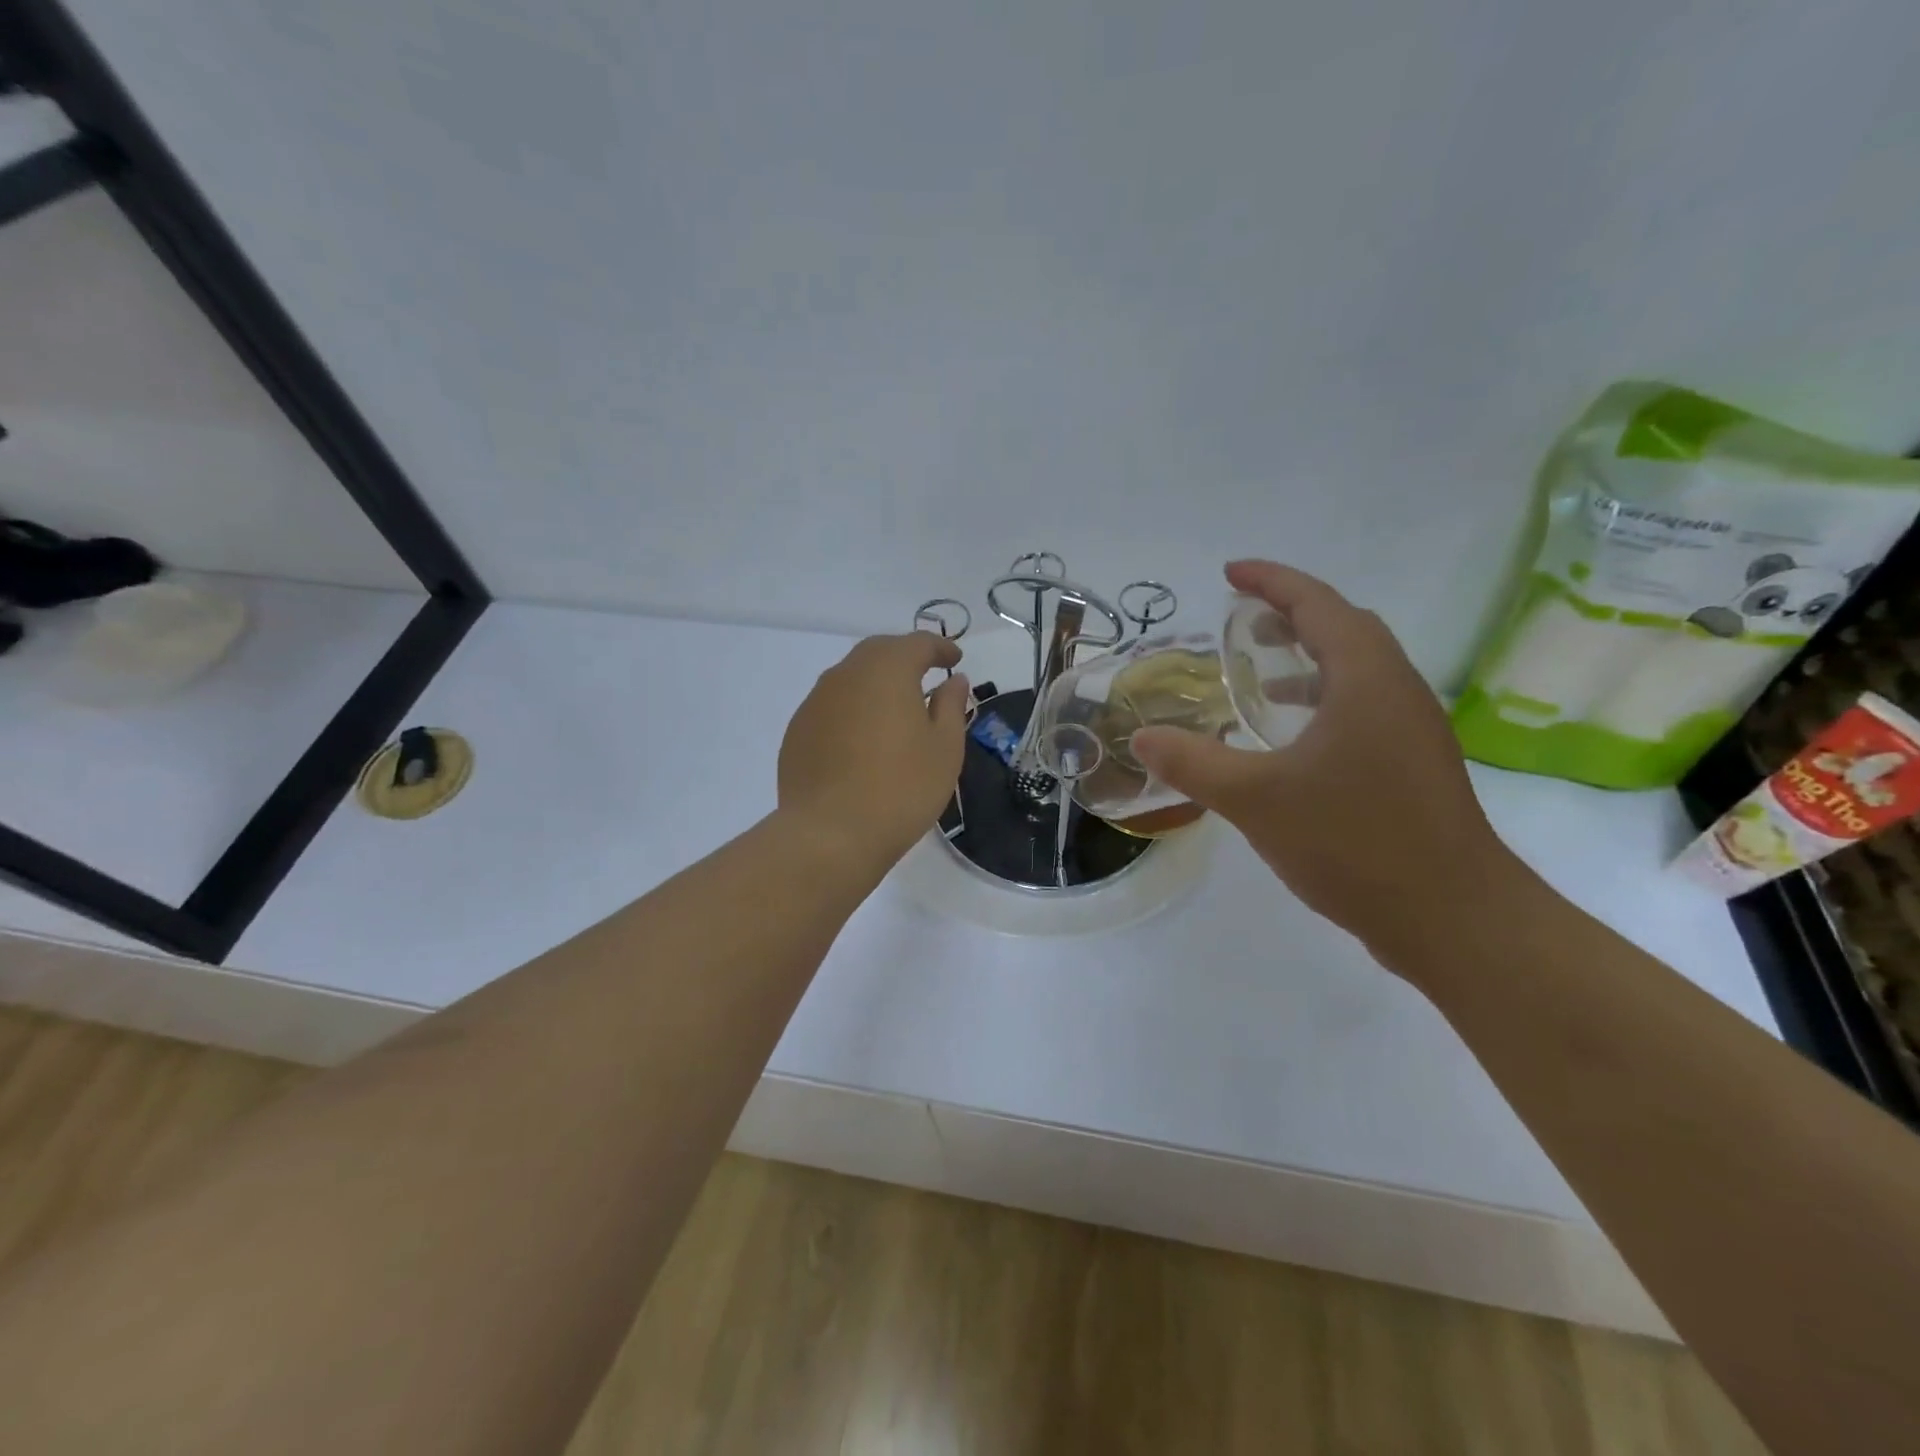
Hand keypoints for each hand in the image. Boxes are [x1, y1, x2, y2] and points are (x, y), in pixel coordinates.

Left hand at [778, 632, 970, 869]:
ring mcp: (815, 702)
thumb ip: (951, 706)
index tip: (955, 660)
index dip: (940, 648)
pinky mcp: (797, 731)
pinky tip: (862, 739)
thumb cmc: (902, 788)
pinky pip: (831, 707)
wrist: (831, 834)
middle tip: (926, 675)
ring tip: (894, 708)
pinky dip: (852, 710)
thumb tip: (953, 681)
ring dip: (875, 683)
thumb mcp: (944, 748)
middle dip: (905, 658)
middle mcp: (845, 675)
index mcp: (887, 670)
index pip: (917, 643)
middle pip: (878, 652)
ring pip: (850, 678)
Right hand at [1131, 561, 1512, 955]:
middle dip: (1292, 615)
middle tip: (1241, 622)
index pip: (1318, 605)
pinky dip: (1322, 702)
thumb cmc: (1354, 842)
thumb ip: (1194, 763)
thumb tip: (1143, 737)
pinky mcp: (1413, 767)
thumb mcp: (1256, 799)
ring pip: (1357, 672)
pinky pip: (1362, 708)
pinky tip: (1289, 743)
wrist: (1452, 918)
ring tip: (1258, 678)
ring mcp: (1412, 731)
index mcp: (1367, 679)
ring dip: (1308, 661)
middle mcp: (1397, 692)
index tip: (1230, 574)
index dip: (1272, 582)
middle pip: (1345, 630)